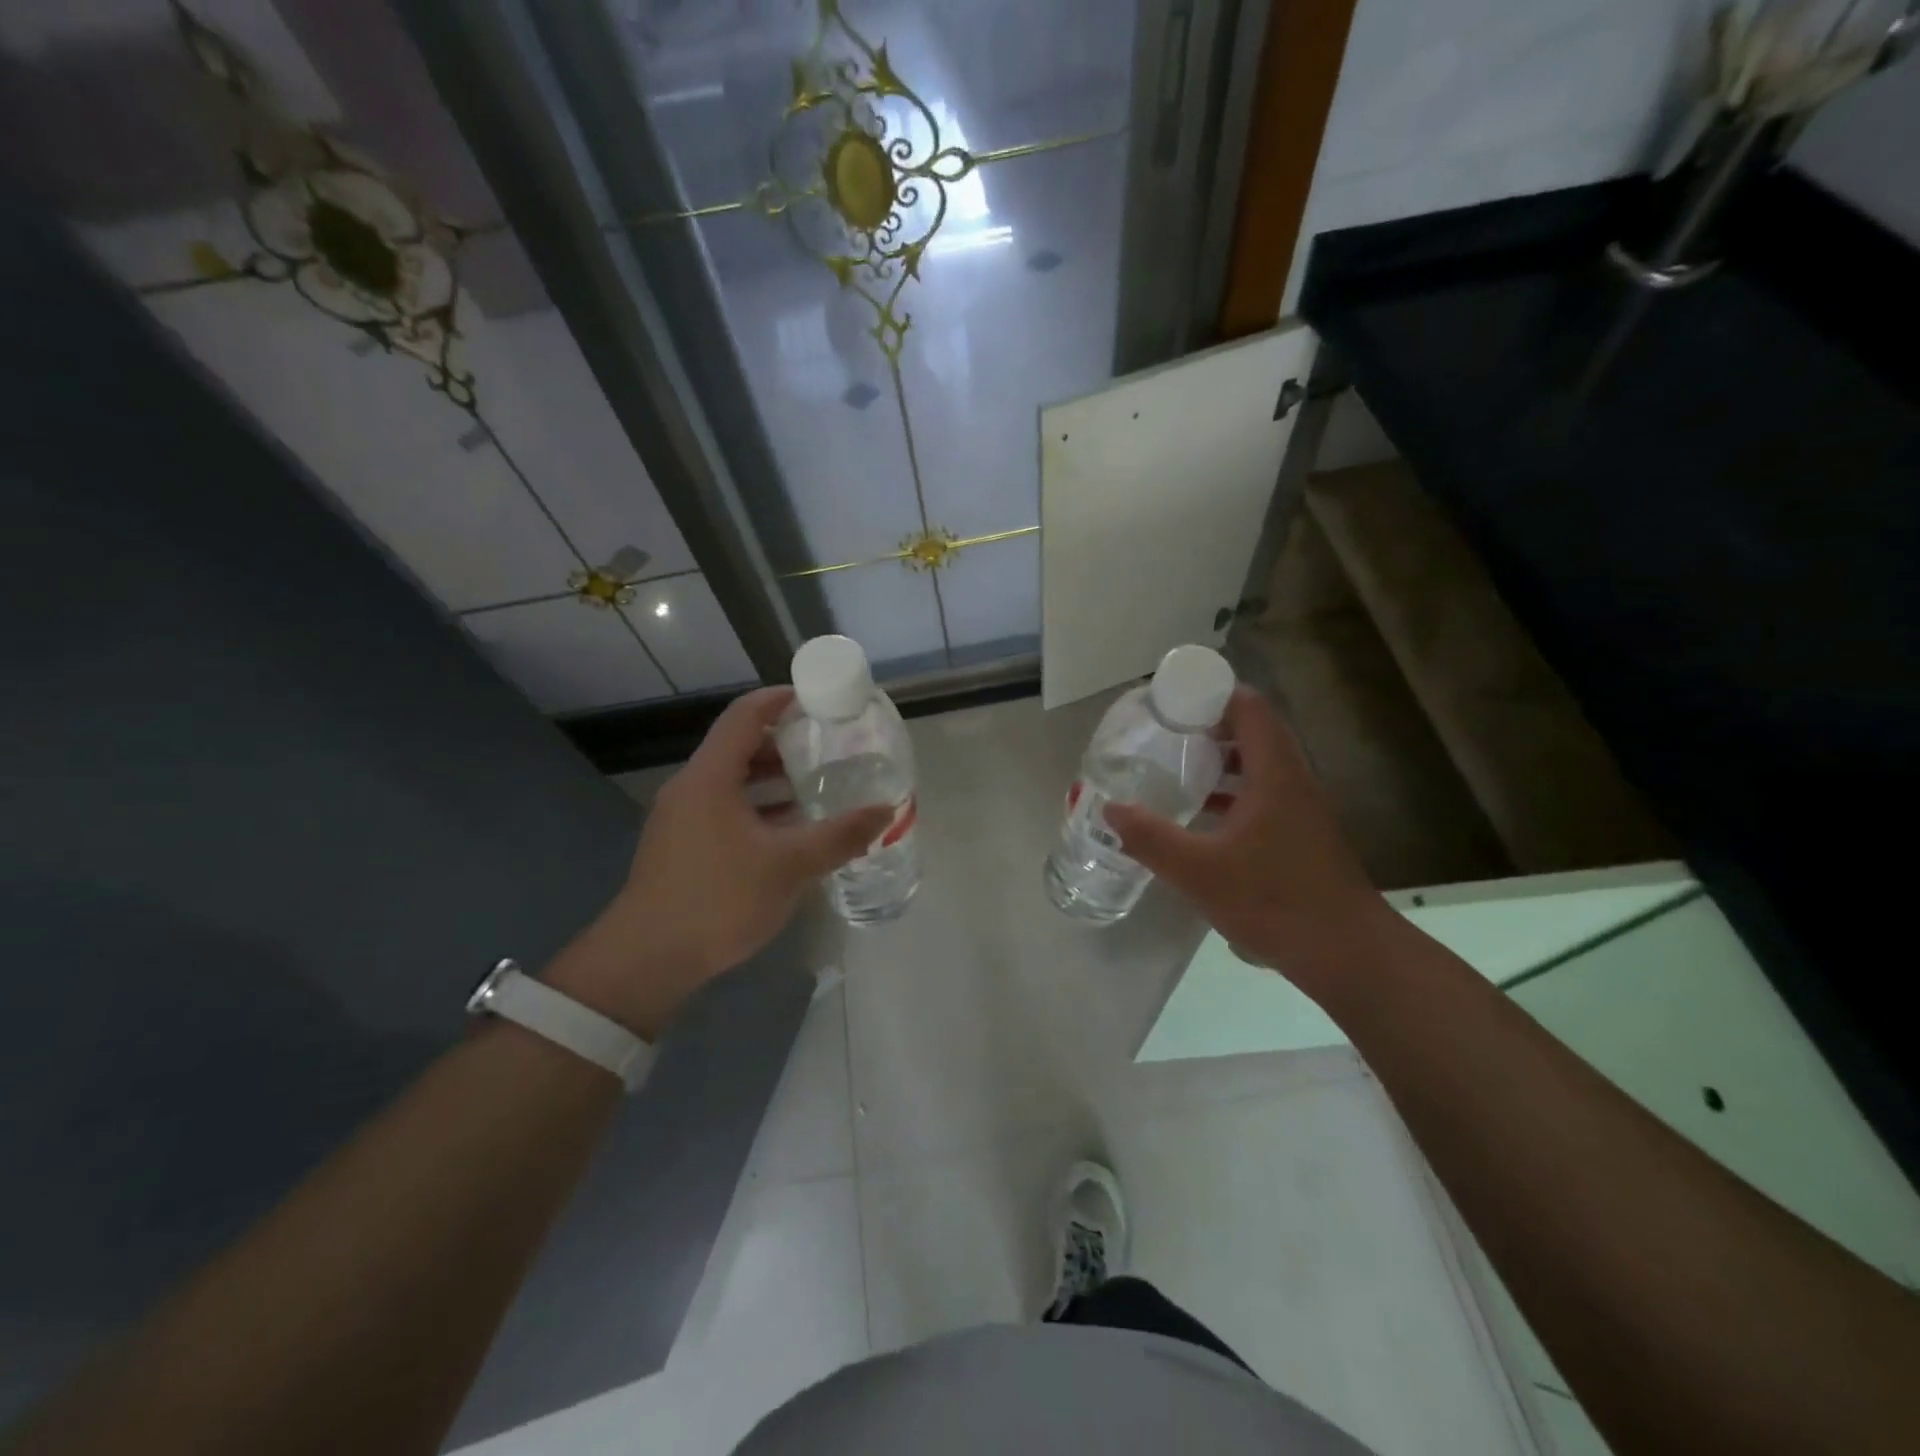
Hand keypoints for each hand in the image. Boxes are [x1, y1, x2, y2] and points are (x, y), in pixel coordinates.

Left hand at [549, 687, 890, 1037]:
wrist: (648, 959)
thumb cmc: (718, 899)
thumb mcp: (789, 865)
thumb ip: (839, 836)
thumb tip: (885, 811)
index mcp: (710, 777)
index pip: (745, 716)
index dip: (780, 699)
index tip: (817, 699)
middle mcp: (692, 788)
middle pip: (739, 746)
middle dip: (785, 742)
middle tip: (828, 745)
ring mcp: (682, 818)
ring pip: (733, 781)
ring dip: (773, 779)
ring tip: (817, 785)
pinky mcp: (682, 845)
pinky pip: (725, 808)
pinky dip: (759, 807)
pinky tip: (790, 830)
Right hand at [1103, 686, 1392, 999]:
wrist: (1346, 953)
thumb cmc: (1274, 901)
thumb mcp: (1199, 871)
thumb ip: (1151, 838)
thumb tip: (1110, 810)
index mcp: (1275, 774)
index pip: (1249, 707)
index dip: (1211, 694)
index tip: (1170, 701)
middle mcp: (1293, 781)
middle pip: (1253, 731)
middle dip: (1208, 726)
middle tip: (1164, 733)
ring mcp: (1300, 809)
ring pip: (1258, 765)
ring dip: (1220, 760)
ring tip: (1176, 767)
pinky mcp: (1300, 835)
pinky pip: (1262, 794)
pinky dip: (1231, 792)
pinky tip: (1201, 816)